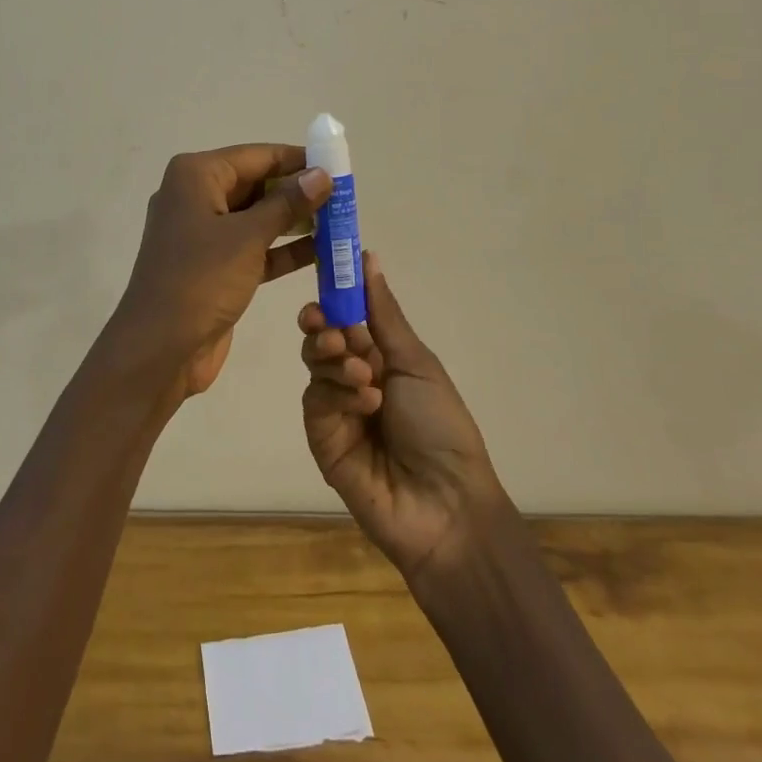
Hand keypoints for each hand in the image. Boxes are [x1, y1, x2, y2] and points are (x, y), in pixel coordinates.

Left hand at [110, 144, 331, 402]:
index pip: (256, 156)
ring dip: (296, 222)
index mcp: (196, 176)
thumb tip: (322, 174)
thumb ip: (287, 203)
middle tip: (345, 198)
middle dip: (299, 192)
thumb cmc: (200, 280)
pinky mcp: (215, 266)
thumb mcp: (247, 237)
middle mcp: (196, 197)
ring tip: (342, 224)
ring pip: (258, 217)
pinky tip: (324, 253)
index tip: (338, 165)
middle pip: (257, 184)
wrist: (159, 350)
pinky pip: (255, 247)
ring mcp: (204, 234)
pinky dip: (284, 250)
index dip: (297, 159)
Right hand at [299, 252, 505, 581]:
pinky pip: (316, 402)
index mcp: (381, 357)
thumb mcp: (416, 361)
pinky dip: (337, 395)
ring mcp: (336, 410)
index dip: (333, 298)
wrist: (446, 504)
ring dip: (336, 361)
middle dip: (323, 328)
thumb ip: (383, 312)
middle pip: (321, 339)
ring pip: (315, 366)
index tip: (326, 280)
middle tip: (334, 332)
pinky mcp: (322, 439)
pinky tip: (364, 403)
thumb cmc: (441, 424)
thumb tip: (368, 257)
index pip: (345, 317)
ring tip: (365, 376)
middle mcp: (354, 378)